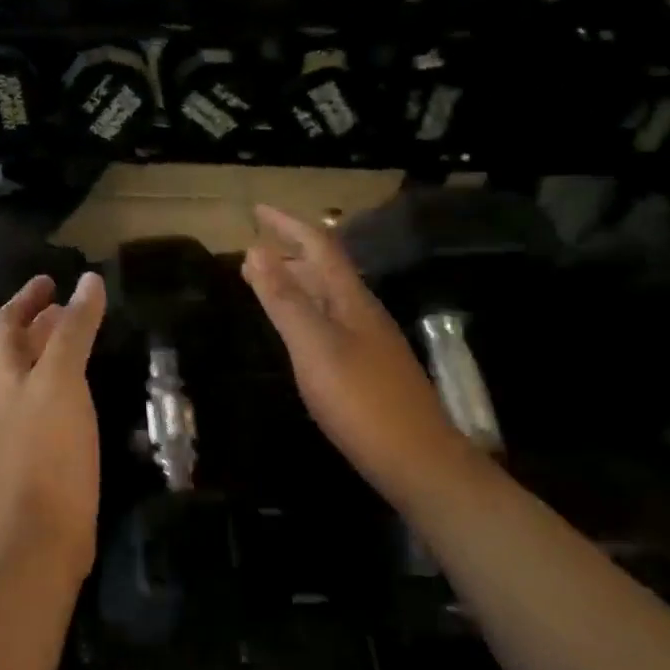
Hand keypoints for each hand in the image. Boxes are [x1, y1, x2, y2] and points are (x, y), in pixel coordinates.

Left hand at [0, 272, 107, 570]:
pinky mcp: (33, 457)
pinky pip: (44, 405)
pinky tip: (83, 392)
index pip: (5, 324)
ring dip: (50, 352)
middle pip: (15, 350)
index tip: (50, 279)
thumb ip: (73, 330)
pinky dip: (61, 384)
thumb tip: (88, 281)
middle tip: (71, 307)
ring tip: (80, 341)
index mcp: (0, 377)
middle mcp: (1, 400)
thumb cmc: (49, 450)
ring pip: (30, 378)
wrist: (42, 535)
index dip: (26, 298)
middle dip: (39, 323)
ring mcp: (14, 431)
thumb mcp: (62, 380)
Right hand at [241, 206, 460, 490]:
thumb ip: (285, 300)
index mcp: (351, 300)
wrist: (417, 460)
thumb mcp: (315, 347)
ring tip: (265, 283)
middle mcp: (363, 313)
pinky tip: (296, 332)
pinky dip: (305, 312)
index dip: (288, 224)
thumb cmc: (361, 401)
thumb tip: (256, 250)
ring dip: (297, 282)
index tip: (256, 209)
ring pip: (328, 297)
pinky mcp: (368, 368)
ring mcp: (369, 341)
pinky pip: (330, 323)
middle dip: (289, 251)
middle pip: (325, 268)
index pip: (319, 246)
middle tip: (252, 249)